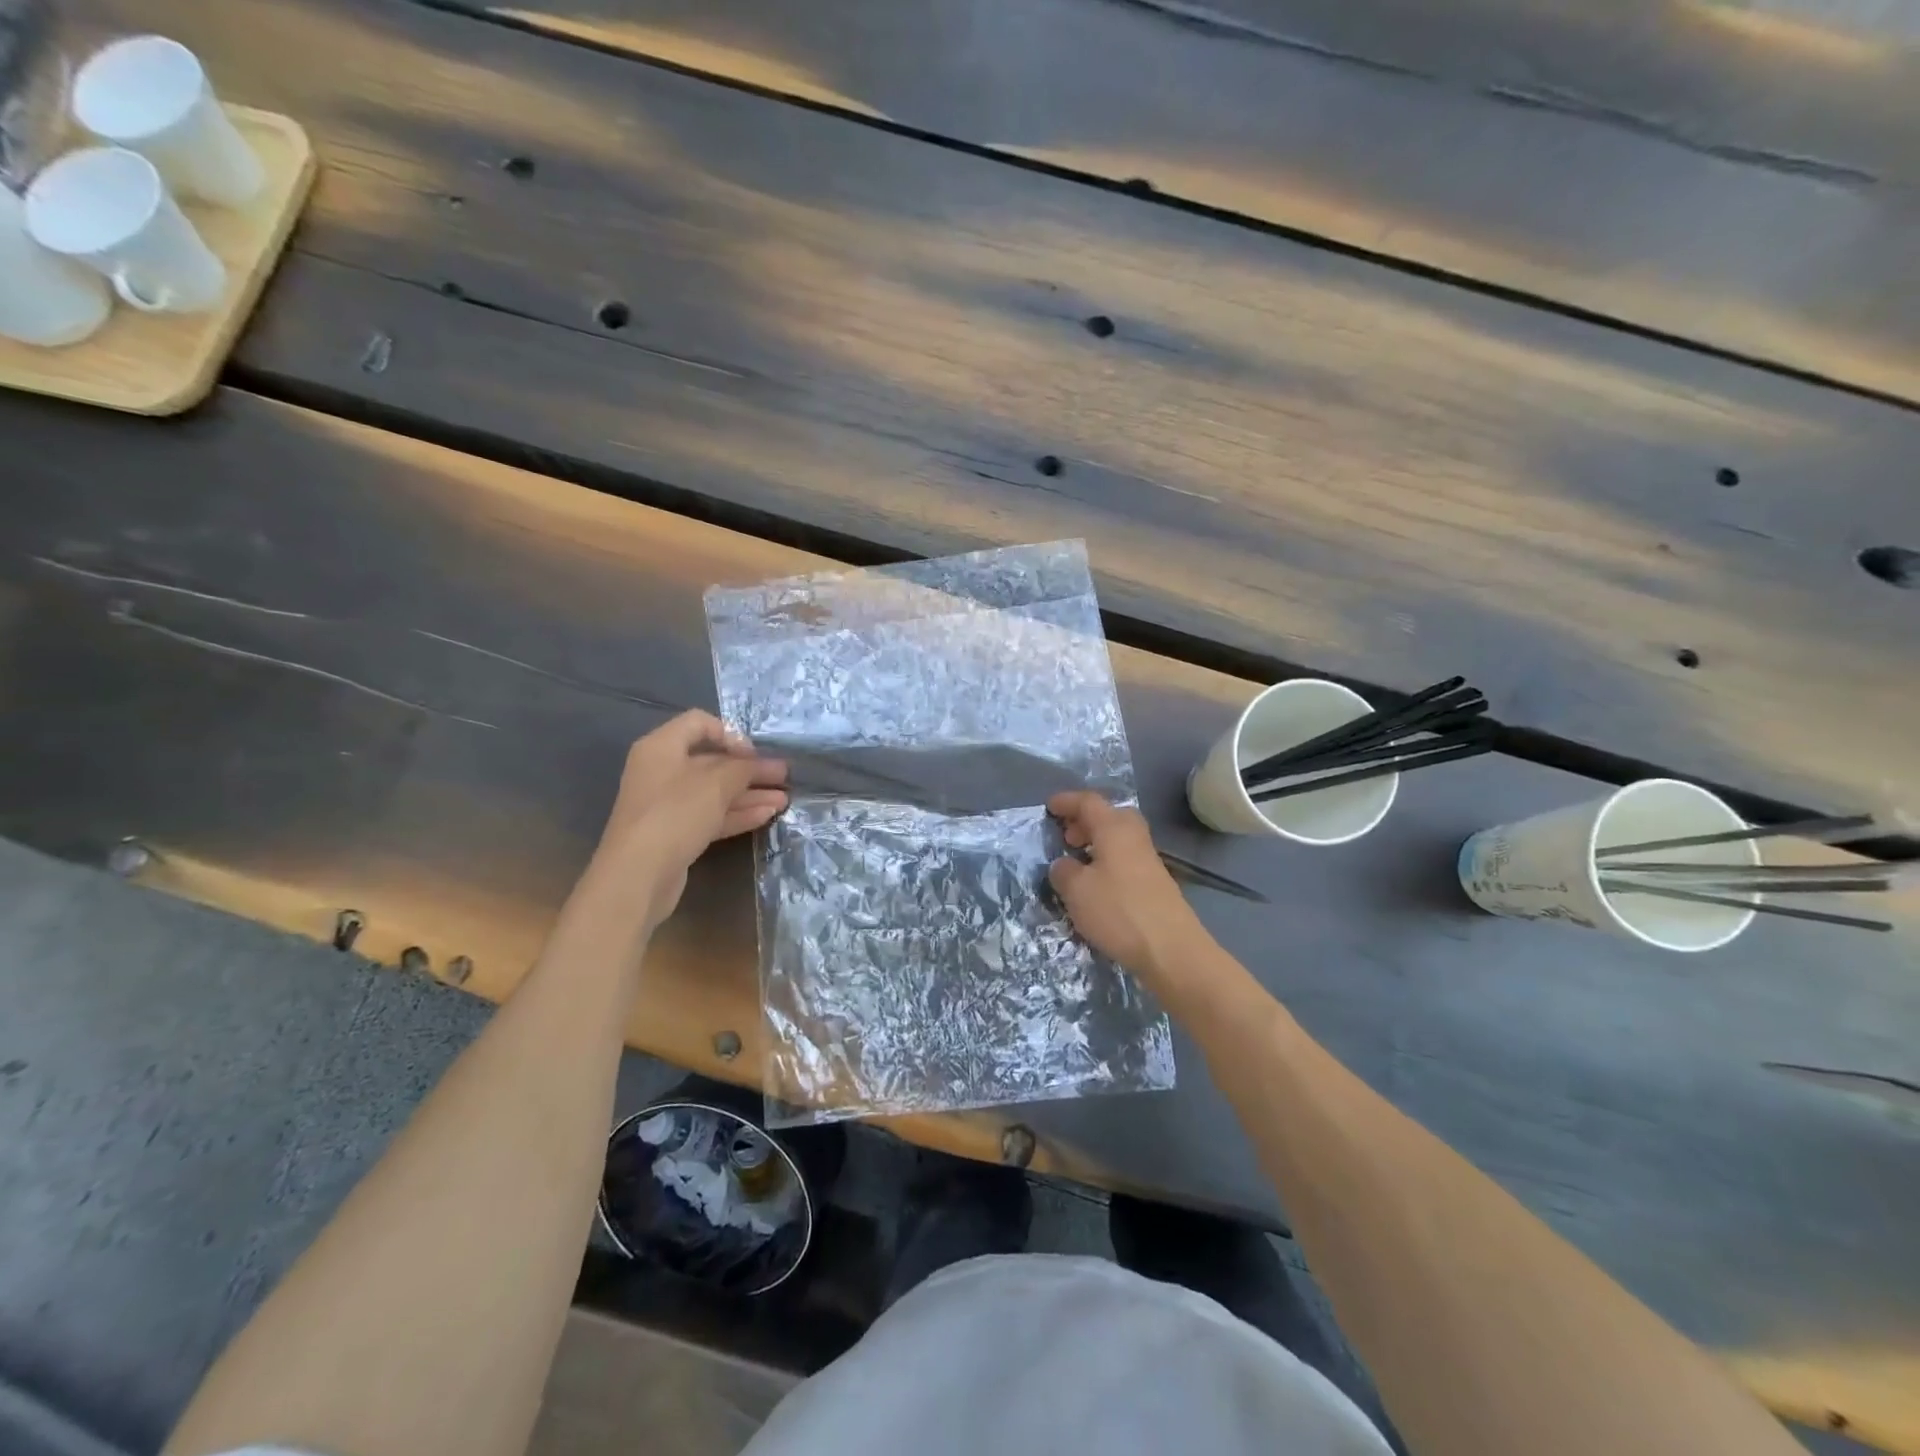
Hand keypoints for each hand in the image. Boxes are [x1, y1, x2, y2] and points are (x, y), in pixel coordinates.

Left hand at [596, 711, 787, 923]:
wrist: (638, 875)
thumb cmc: (675, 814)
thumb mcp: (716, 783)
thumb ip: (743, 768)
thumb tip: (759, 763)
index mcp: (662, 747)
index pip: (699, 723)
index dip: (730, 734)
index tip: (754, 754)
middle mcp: (662, 771)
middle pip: (712, 761)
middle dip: (750, 769)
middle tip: (783, 776)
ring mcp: (668, 804)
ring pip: (715, 791)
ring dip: (750, 793)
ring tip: (784, 800)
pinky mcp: (675, 833)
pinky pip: (711, 815)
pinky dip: (738, 813)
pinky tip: (767, 815)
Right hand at [1047, 791, 1206, 986]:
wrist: (1171, 949)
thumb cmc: (1118, 911)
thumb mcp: (1076, 890)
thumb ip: (1063, 871)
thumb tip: (1064, 865)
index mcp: (1114, 828)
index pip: (1088, 802)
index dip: (1066, 802)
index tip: (1048, 808)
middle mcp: (1134, 836)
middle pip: (1109, 815)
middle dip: (1085, 821)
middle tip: (1065, 836)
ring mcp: (1148, 859)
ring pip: (1118, 838)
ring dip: (1096, 842)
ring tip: (1076, 861)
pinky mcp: (1154, 882)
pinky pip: (1125, 857)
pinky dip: (1107, 860)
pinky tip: (1096, 884)